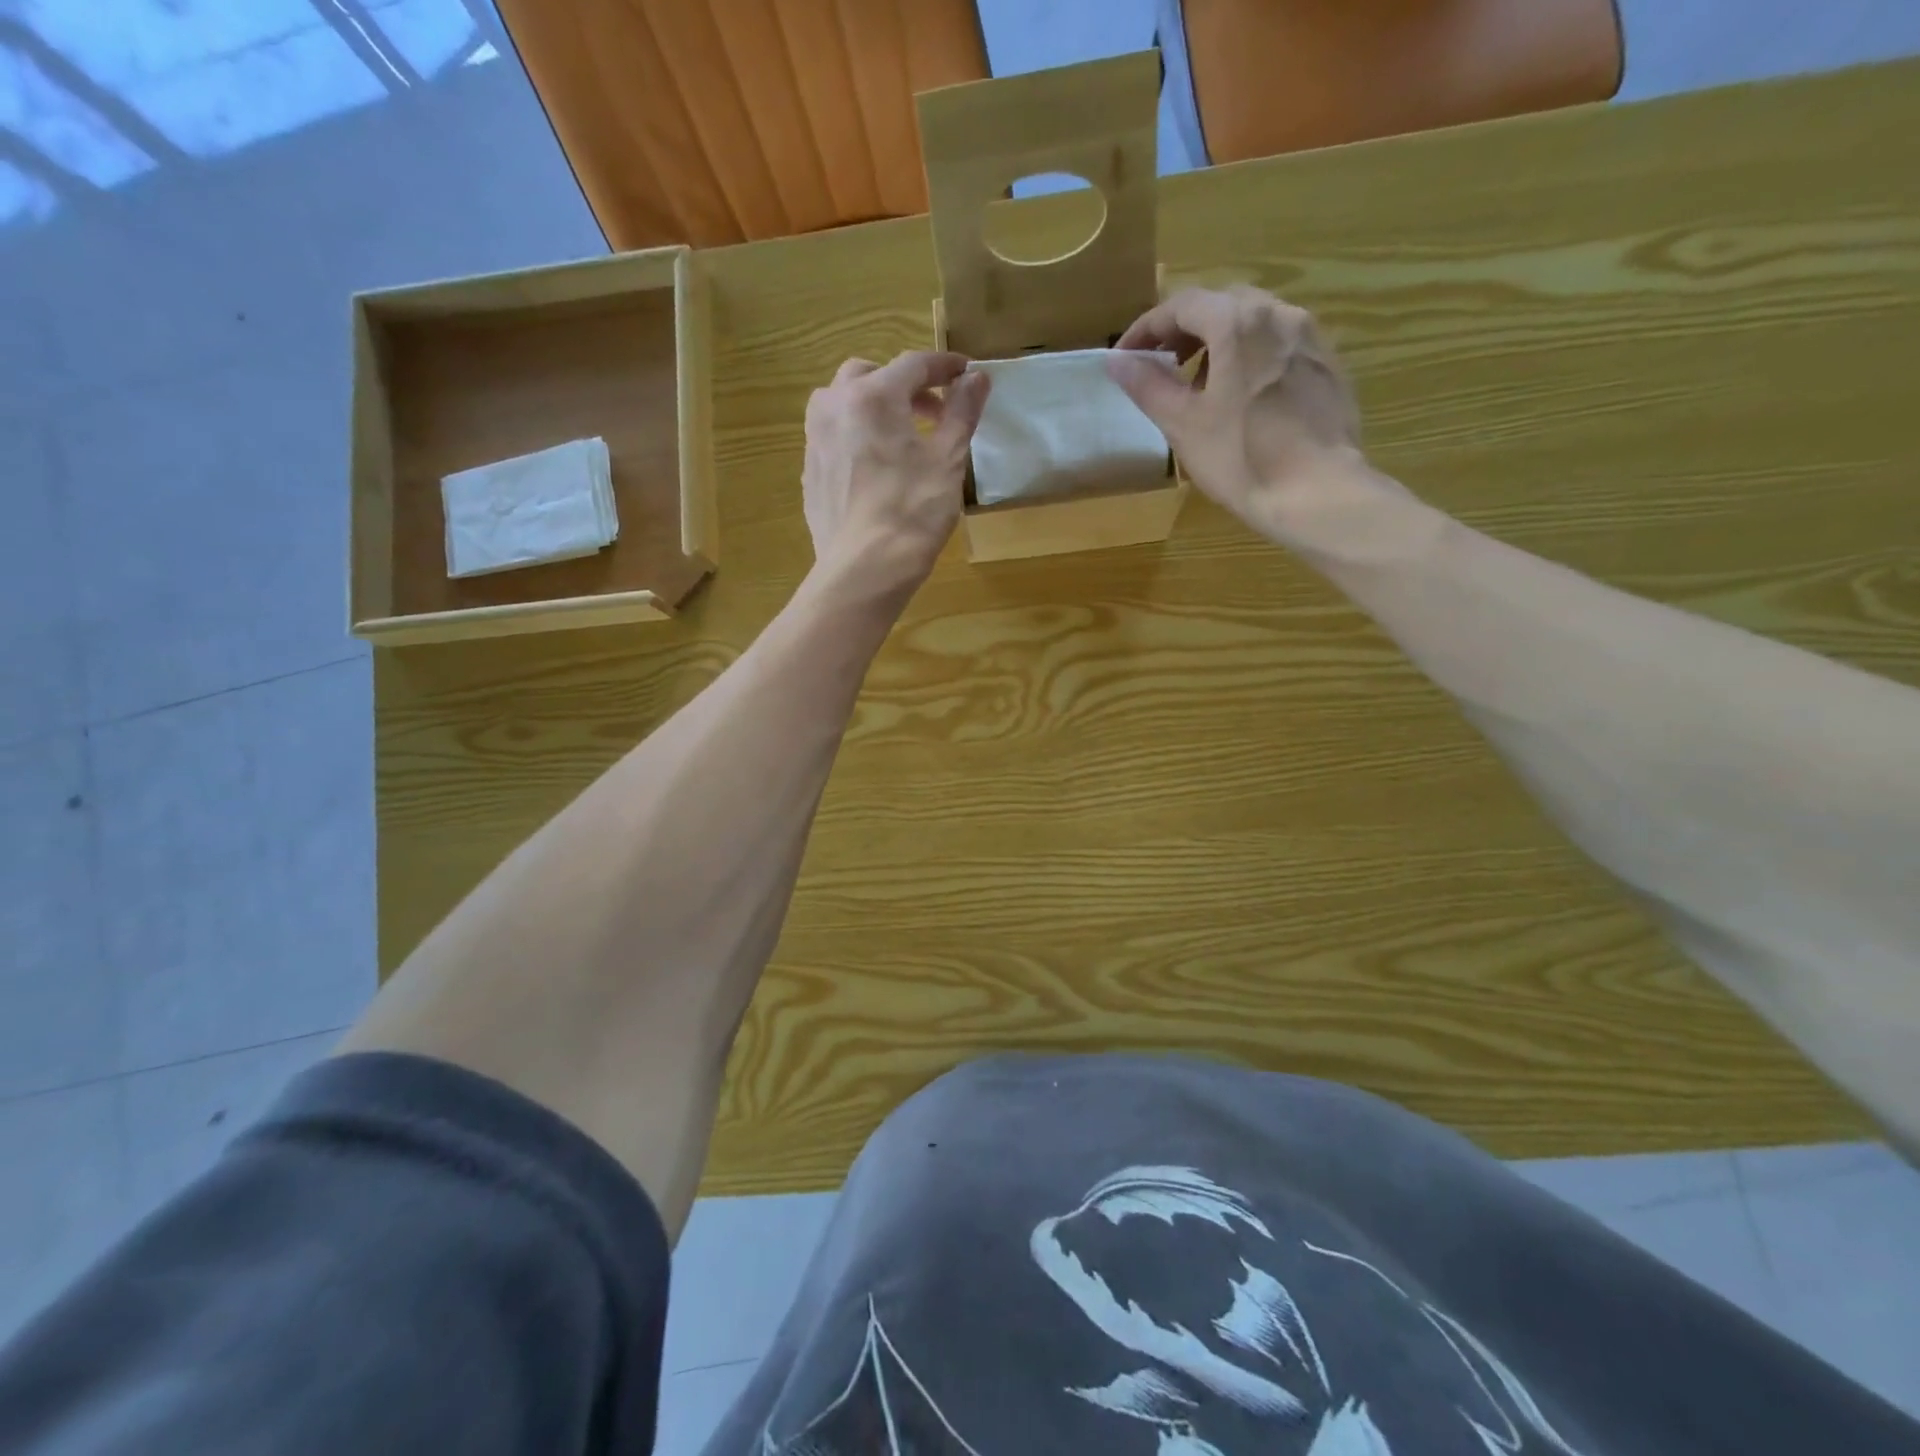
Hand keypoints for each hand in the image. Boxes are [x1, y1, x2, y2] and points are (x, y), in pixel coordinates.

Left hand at [802, 351, 990, 596]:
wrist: (864, 569)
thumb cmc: (913, 512)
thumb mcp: (948, 460)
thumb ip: (962, 412)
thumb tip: (977, 378)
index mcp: (873, 396)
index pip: (914, 364)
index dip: (944, 366)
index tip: (967, 375)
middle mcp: (835, 405)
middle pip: (871, 375)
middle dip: (905, 386)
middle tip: (934, 412)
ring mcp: (815, 439)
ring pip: (844, 403)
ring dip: (875, 407)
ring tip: (902, 437)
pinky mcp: (809, 471)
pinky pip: (834, 437)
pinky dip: (857, 435)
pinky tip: (877, 467)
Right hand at [1105, 287, 1372, 538]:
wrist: (1318, 493)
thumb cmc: (1241, 459)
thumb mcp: (1183, 425)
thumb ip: (1148, 386)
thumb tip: (1117, 361)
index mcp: (1237, 322)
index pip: (1181, 305)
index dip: (1146, 328)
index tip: (1125, 358)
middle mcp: (1279, 314)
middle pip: (1221, 305)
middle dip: (1185, 331)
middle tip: (1162, 366)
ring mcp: (1311, 337)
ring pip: (1254, 323)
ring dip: (1220, 344)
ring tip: (1202, 388)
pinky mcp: (1329, 365)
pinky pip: (1280, 345)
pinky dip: (1252, 358)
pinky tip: (1244, 400)